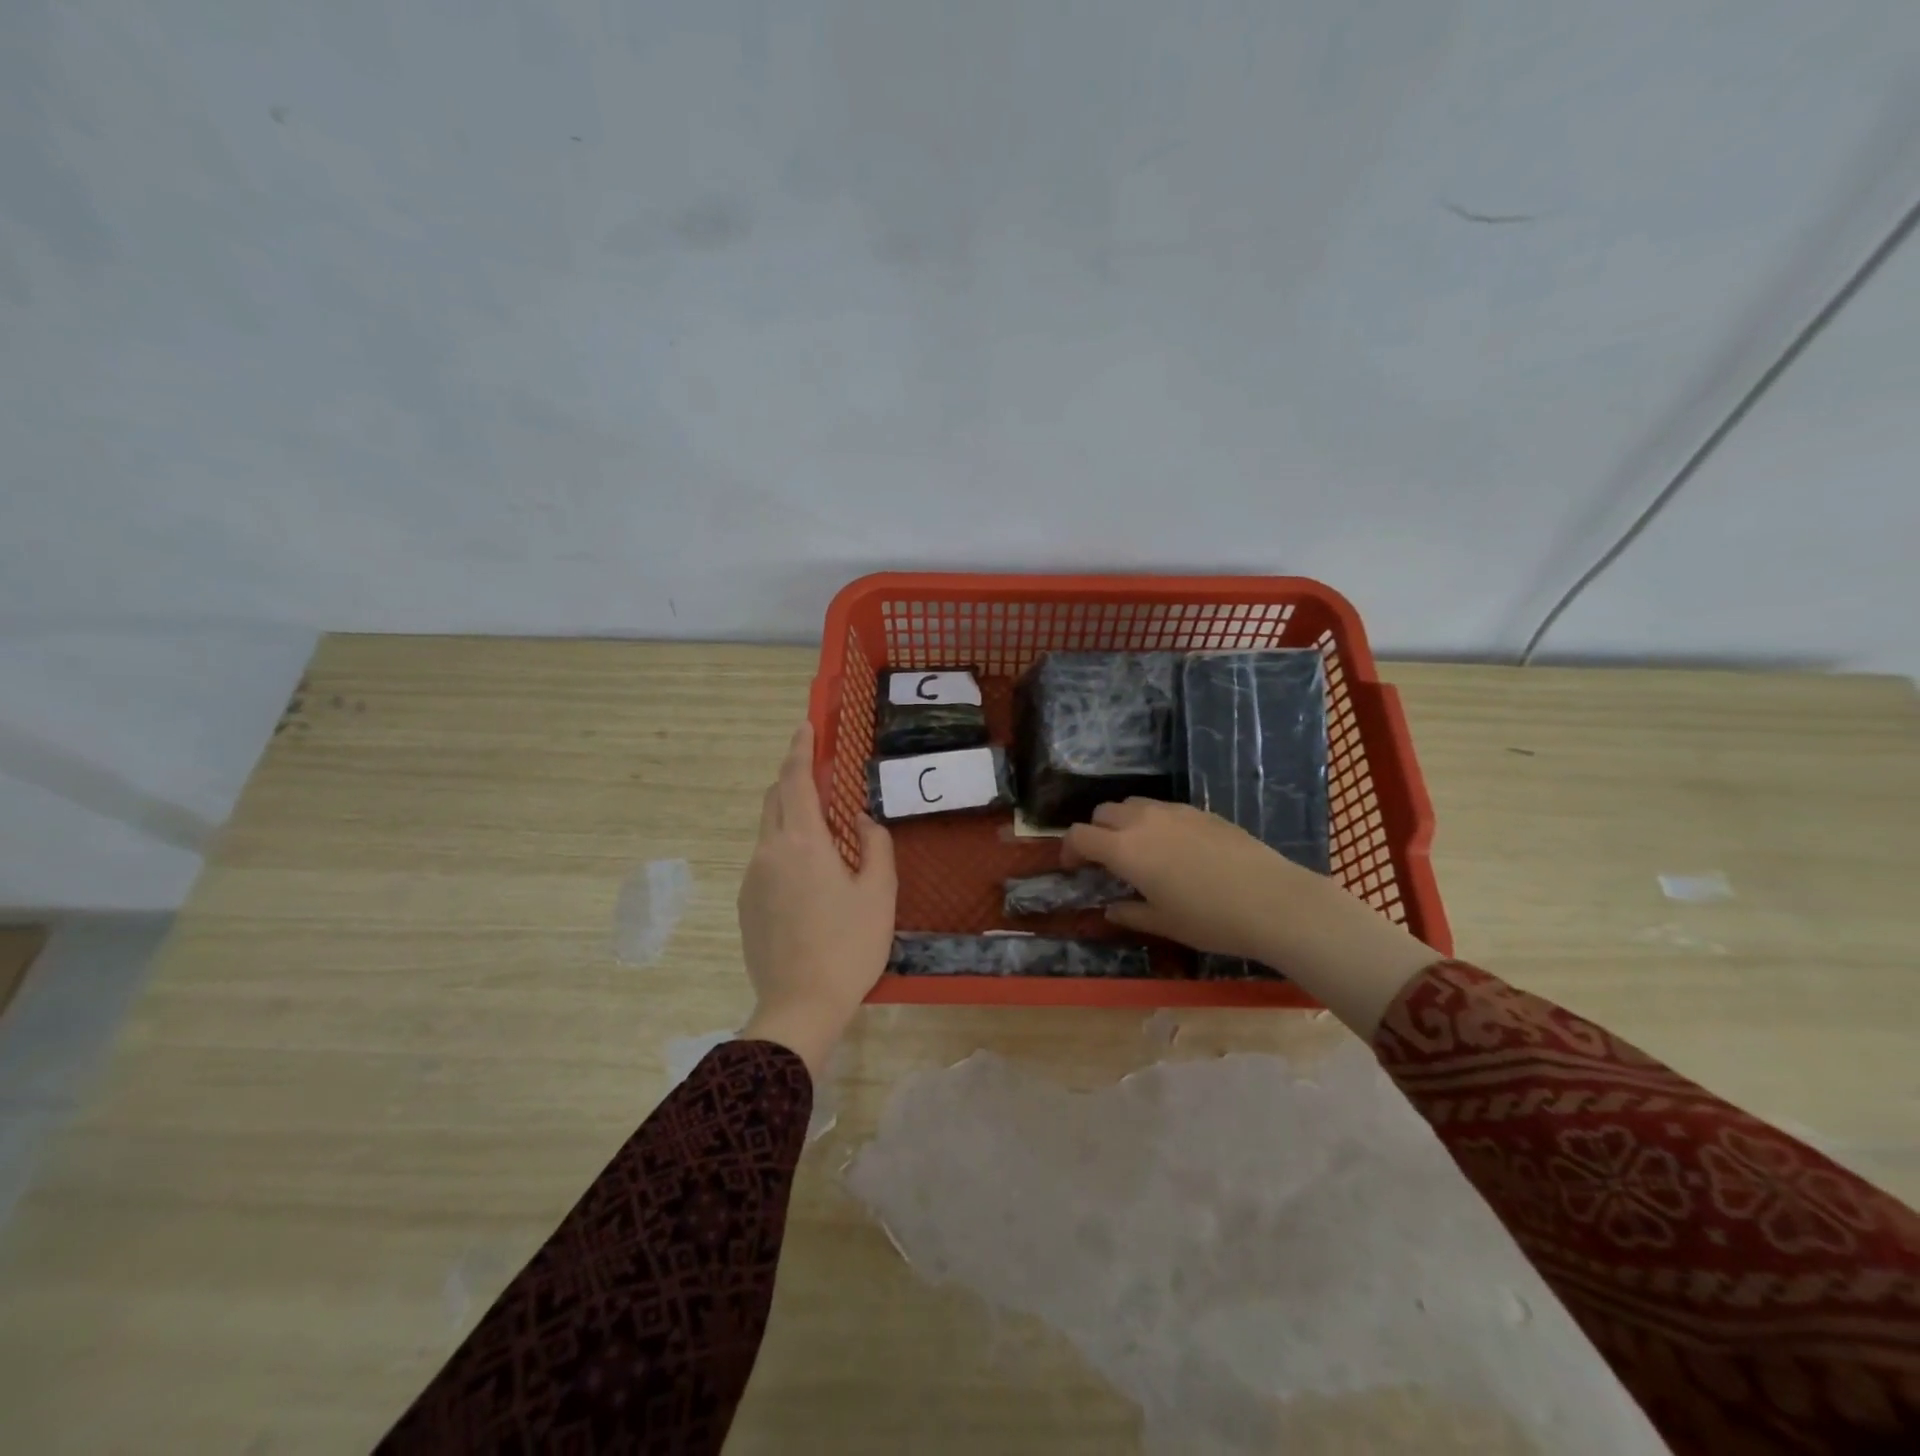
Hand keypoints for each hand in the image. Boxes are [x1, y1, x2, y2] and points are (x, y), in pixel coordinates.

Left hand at [737, 723, 895, 1077]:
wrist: (800, 1005)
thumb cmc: (849, 945)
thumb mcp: (879, 892)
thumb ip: (873, 844)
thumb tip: (858, 819)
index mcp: (802, 843)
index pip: (796, 780)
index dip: (800, 749)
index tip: (805, 726)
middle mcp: (768, 851)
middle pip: (775, 799)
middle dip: (794, 778)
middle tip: (822, 776)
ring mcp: (752, 878)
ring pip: (769, 829)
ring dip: (791, 815)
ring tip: (824, 832)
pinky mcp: (747, 903)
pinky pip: (765, 858)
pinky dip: (785, 846)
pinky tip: (810, 876)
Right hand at [1062, 799, 1439, 1035]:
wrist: (1274, 901)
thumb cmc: (1211, 919)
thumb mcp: (1164, 923)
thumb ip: (1129, 913)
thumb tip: (1110, 908)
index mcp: (1125, 849)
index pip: (1079, 835)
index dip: (1069, 850)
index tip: (1073, 868)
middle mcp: (1143, 821)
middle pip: (1103, 813)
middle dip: (1095, 833)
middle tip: (1106, 861)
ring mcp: (1174, 811)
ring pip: (1133, 804)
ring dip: (1123, 822)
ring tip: (1138, 851)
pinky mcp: (1201, 811)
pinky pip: (1163, 808)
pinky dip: (1153, 822)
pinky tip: (1174, 849)